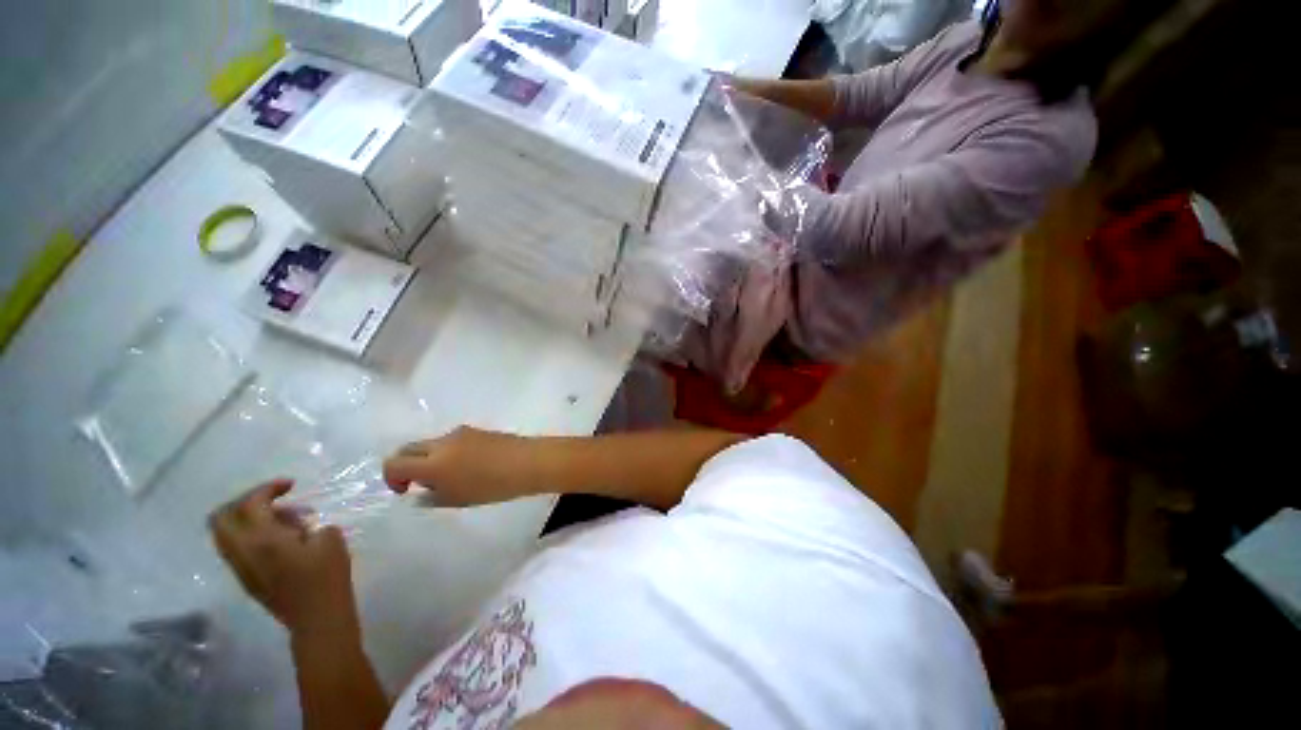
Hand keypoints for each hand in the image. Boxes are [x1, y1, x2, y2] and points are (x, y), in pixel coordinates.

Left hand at [209, 480, 358, 638]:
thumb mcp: (329, 539)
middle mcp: (243, 551)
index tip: (291, 485)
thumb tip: (297, 525)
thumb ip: (308, 524)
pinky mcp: (246, 578)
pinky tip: (282, 540)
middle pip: (221, 518)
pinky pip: (236, 548)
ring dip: (248, 520)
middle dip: (244, 502)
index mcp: (263, 539)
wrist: (317, 618)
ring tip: (285, 521)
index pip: (250, 503)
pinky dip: (251, 535)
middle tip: (273, 499)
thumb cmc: (327, 575)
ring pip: (225, 534)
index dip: (268, 488)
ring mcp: (241, 567)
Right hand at [382, 426, 535, 506]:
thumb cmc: (492, 486)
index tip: (406, 491)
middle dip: (406, 464)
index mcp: (432, 462)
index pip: (394, 463)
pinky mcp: (476, 429)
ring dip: (428, 457)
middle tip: (420, 483)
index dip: (392, 478)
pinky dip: (447, 452)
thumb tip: (418, 492)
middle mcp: (442, 442)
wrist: (528, 462)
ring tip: (449, 476)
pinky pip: (451, 440)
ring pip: (431, 443)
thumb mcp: (457, 500)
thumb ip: (431, 496)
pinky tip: (467, 465)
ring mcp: (460, 432)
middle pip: (409, 448)